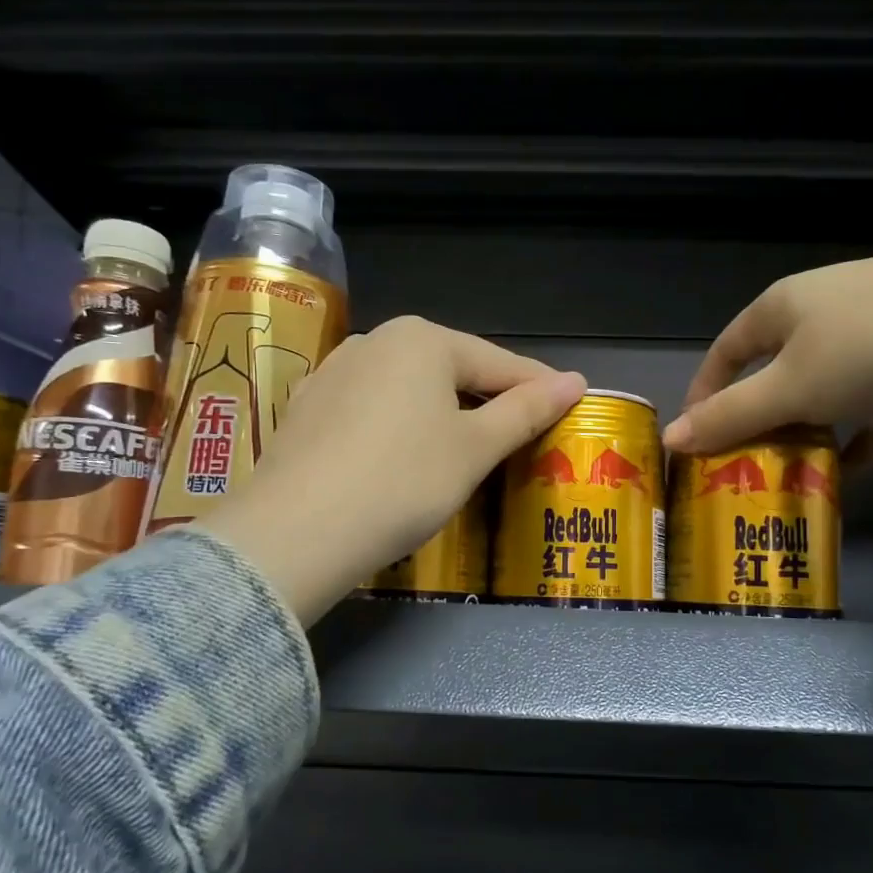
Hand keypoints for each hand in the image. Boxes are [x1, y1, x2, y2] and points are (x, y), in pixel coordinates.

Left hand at [195, 317, 585, 623]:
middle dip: (489, 398)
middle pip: (451, 369)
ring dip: (443, 412)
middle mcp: (374, 341)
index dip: (539, 387)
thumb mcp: (474, 448)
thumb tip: (575, 381)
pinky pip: (371, 409)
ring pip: (408, 388)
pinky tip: (402, 455)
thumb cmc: (403, 482)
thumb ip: (526, 410)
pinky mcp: (307, 409)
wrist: (297, 533)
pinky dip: (399, 426)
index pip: (499, 363)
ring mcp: (333, 372)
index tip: (571, 405)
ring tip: (467, 446)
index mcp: (422, 339)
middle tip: (522, 432)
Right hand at [666, 243, 872, 456]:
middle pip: (774, 372)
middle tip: (741, 464)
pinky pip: (872, 408)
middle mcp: (822, 314)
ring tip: (789, 474)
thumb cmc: (867, 344)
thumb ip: (731, 415)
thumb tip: (671, 439)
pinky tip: (848, 473)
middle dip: (758, 418)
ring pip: (824, 392)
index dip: (705, 390)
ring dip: (807, 432)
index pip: (726, 350)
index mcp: (783, 307)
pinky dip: (857, 437)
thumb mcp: (790, 386)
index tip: (693, 434)